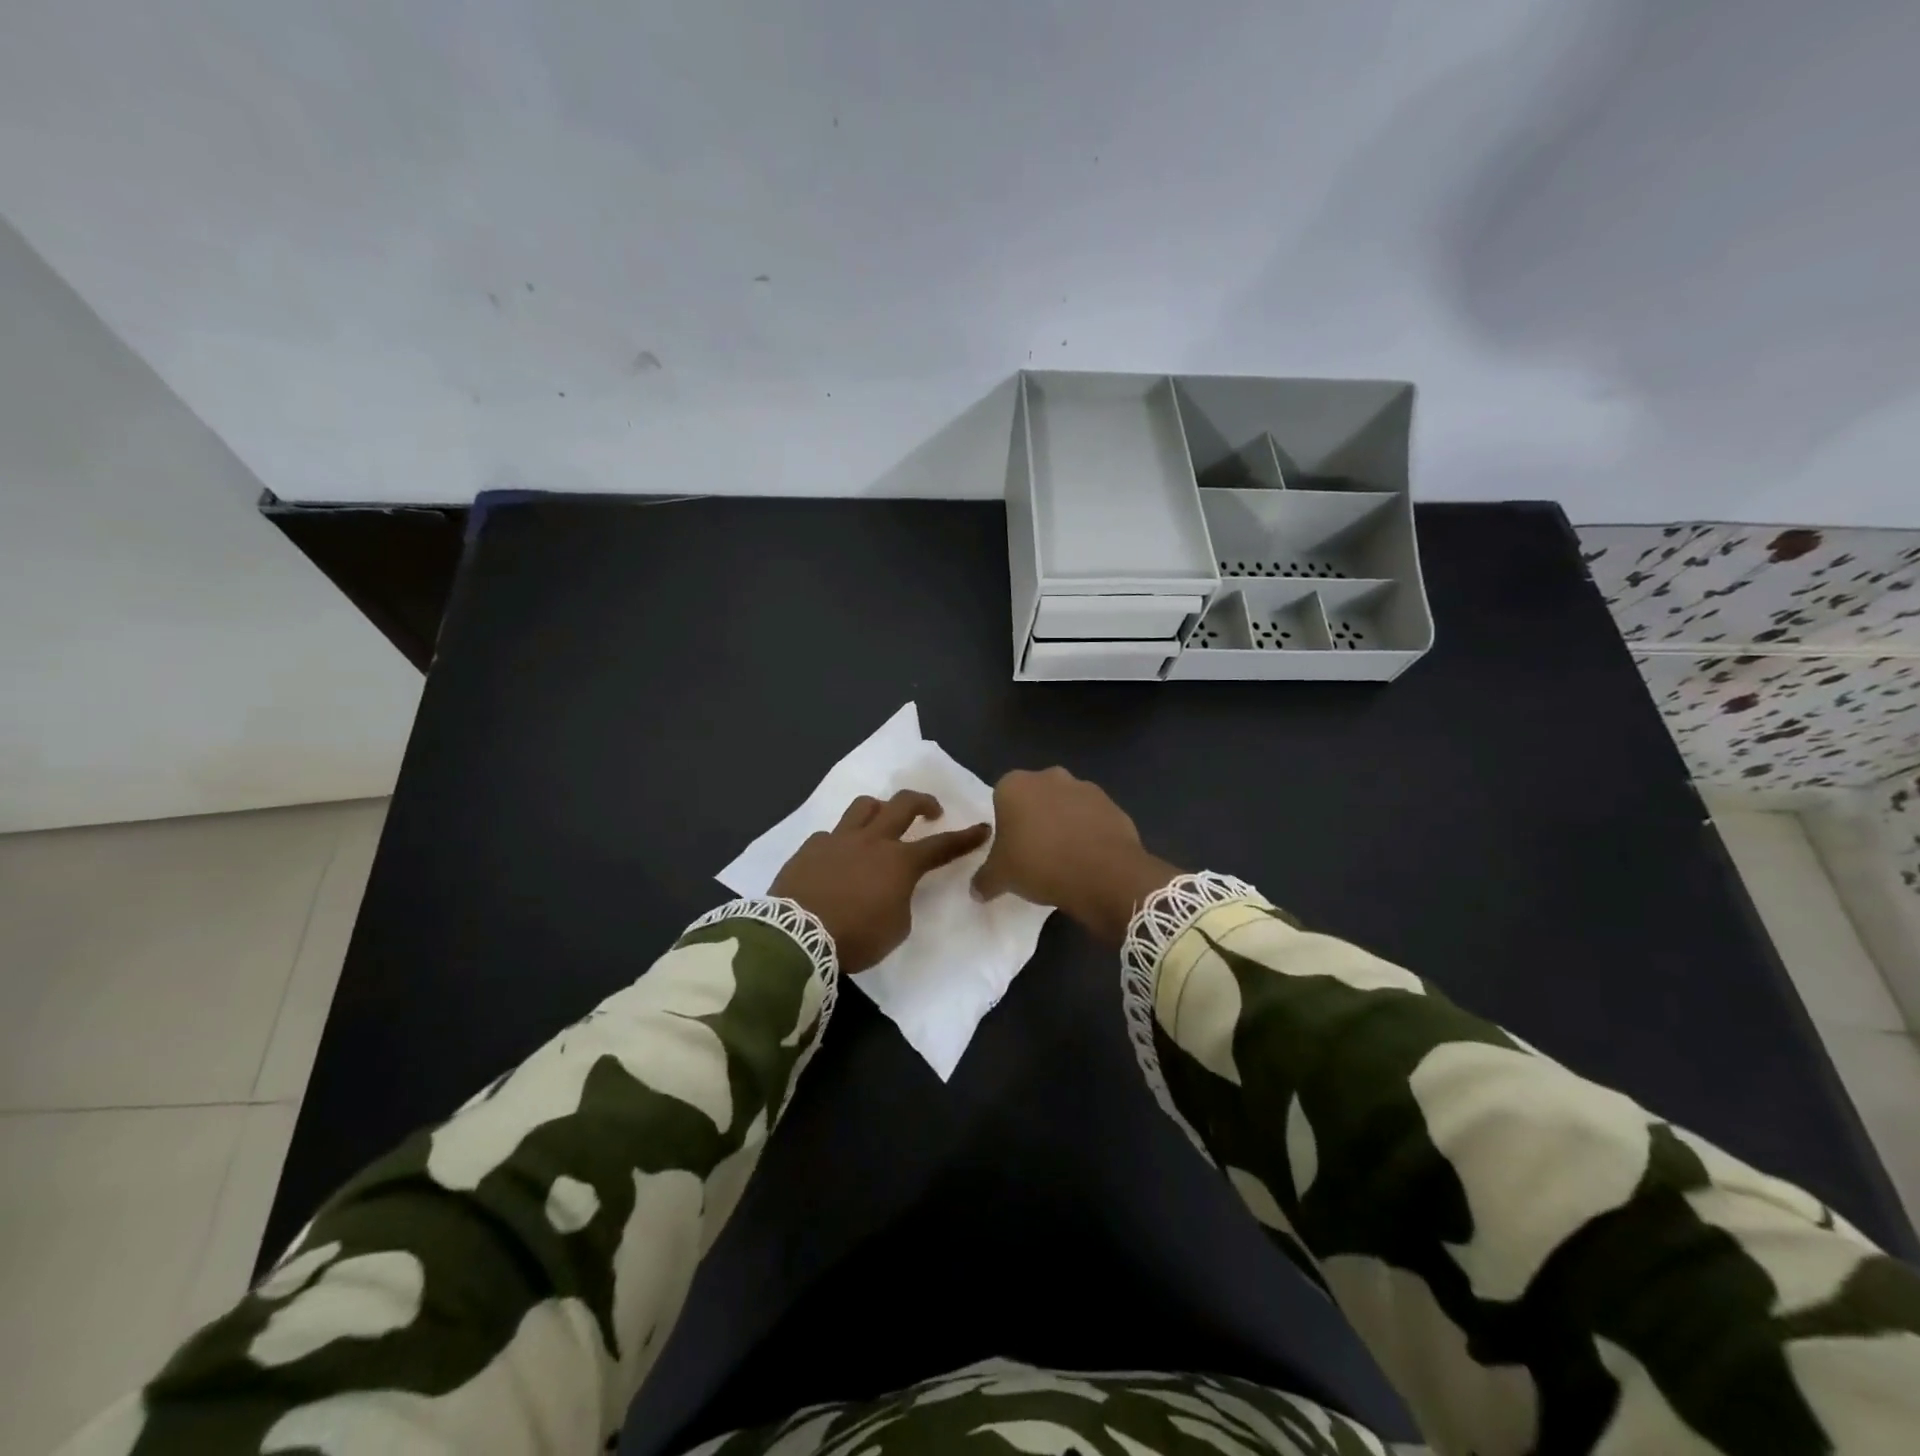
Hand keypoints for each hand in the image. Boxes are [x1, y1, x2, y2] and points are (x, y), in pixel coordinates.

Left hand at [771, 791, 990, 973]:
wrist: (796, 936)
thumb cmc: (855, 937)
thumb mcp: (896, 928)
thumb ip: (901, 901)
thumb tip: (893, 890)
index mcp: (899, 862)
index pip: (941, 845)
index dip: (965, 838)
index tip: (982, 828)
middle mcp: (872, 841)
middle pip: (904, 805)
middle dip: (923, 802)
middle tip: (931, 810)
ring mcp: (838, 839)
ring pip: (864, 806)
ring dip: (880, 809)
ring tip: (882, 821)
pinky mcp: (810, 847)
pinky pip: (831, 834)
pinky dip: (841, 841)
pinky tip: (837, 857)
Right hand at [970, 767, 1180, 944]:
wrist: (1103, 874)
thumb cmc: (1039, 865)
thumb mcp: (1000, 878)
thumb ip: (984, 880)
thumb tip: (976, 889)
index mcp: (1014, 785)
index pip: (1001, 798)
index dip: (1006, 824)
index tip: (1011, 848)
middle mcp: (1049, 777)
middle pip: (1035, 797)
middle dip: (1035, 819)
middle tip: (1036, 853)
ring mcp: (1085, 788)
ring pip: (1066, 806)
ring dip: (1064, 824)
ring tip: (1065, 859)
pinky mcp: (1112, 804)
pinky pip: (1093, 818)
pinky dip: (1089, 833)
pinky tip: (1088, 859)